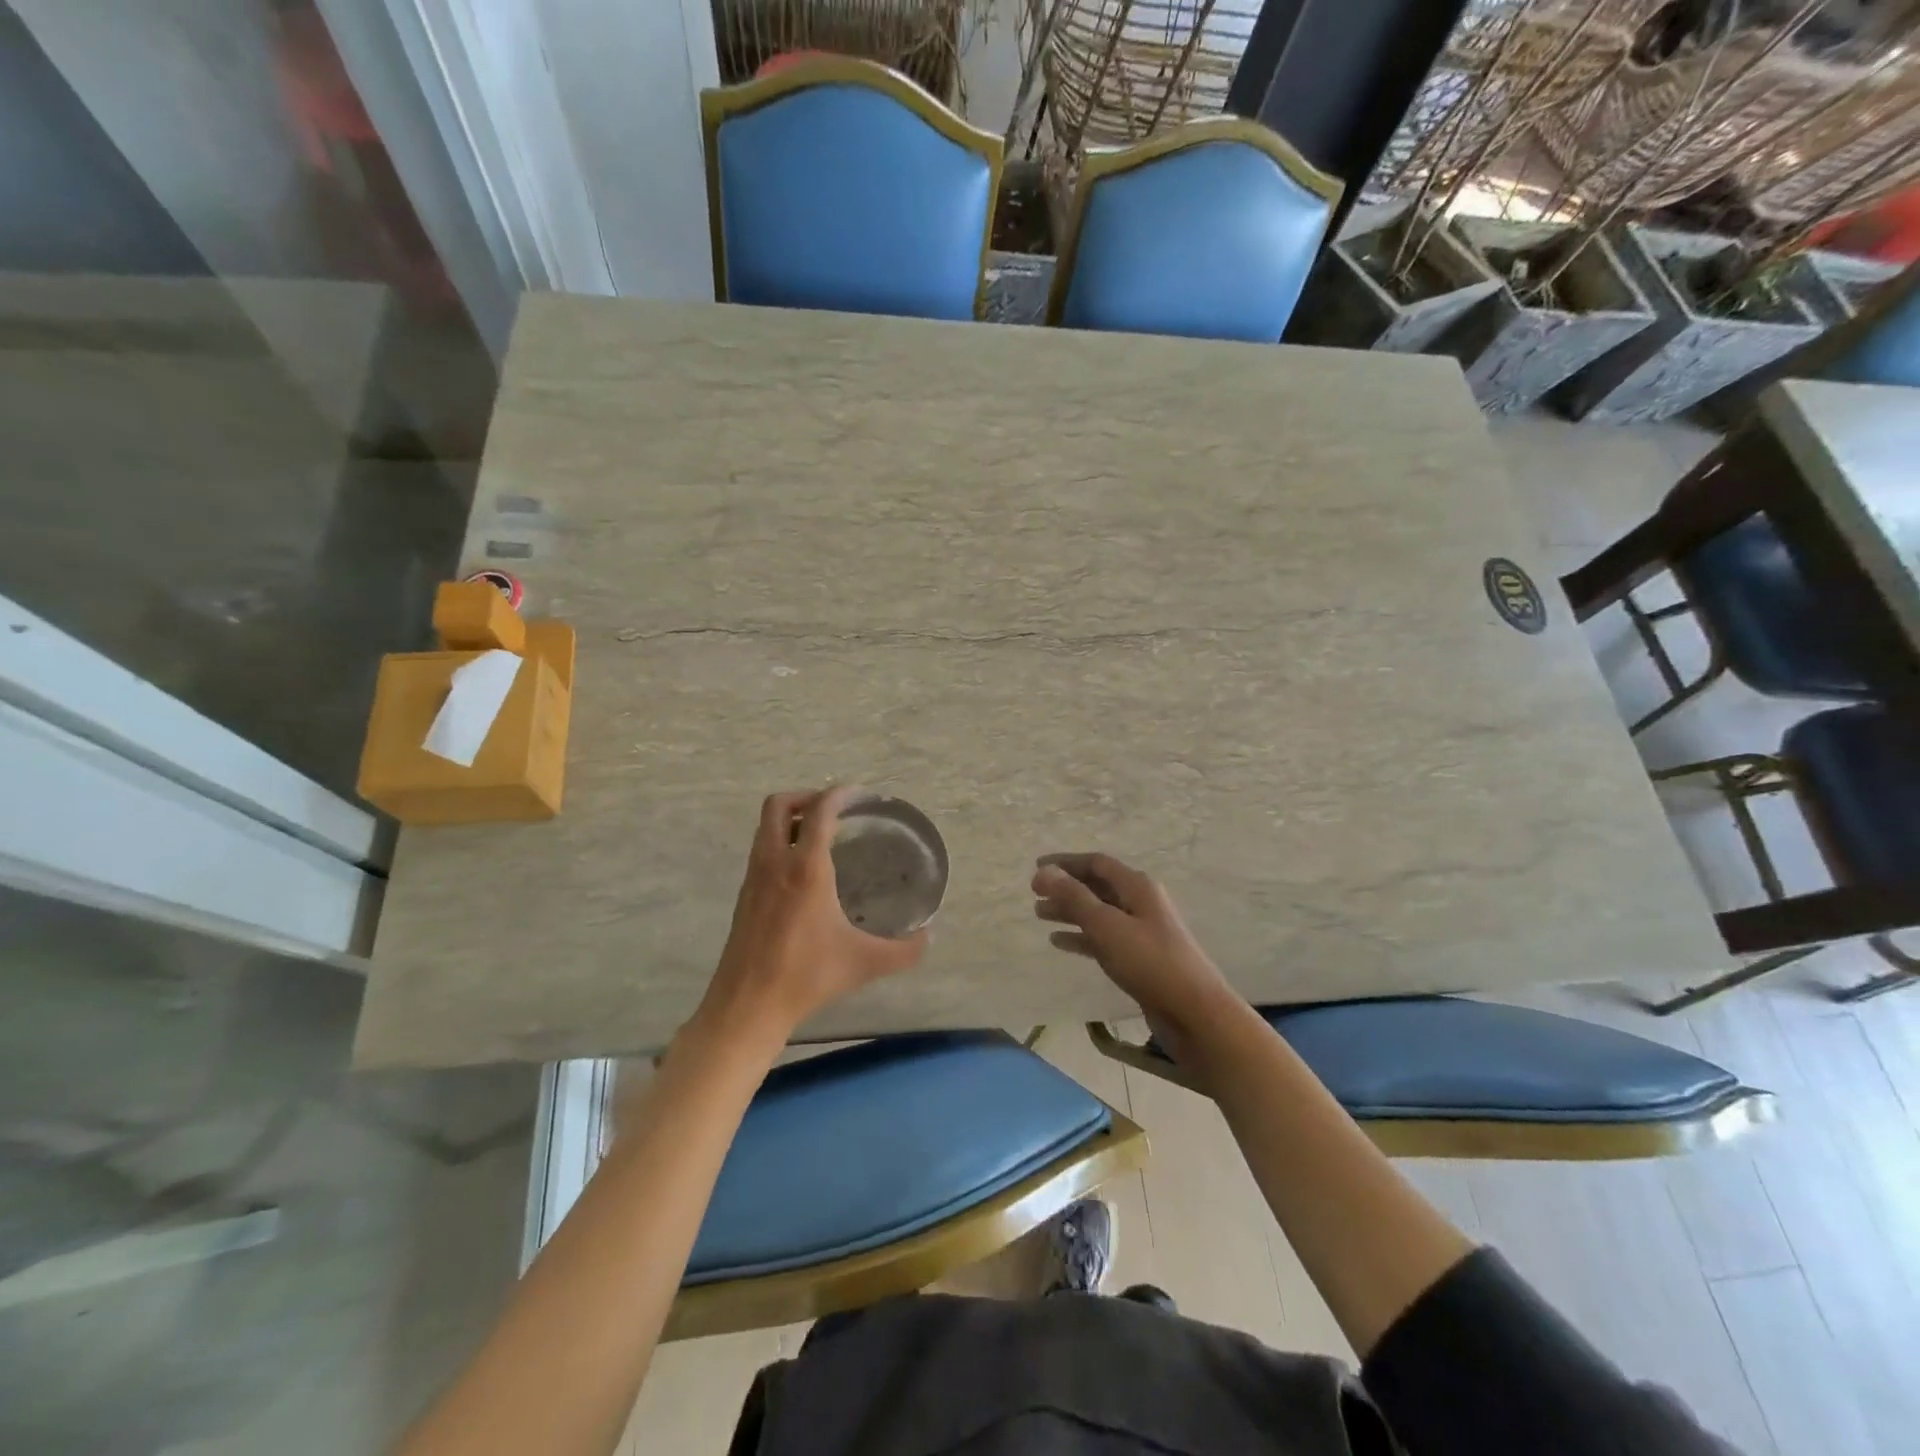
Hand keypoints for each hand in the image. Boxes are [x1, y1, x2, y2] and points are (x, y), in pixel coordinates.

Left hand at [695, 787, 928, 1049]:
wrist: (747, 1005)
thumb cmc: (806, 976)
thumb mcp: (864, 963)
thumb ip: (904, 950)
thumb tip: (929, 937)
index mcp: (806, 868)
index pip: (819, 811)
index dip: (840, 794)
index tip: (859, 796)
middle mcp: (775, 863)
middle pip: (778, 805)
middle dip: (806, 796)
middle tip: (834, 810)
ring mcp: (754, 878)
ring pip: (765, 827)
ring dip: (790, 819)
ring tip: (820, 834)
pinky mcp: (744, 896)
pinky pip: (761, 851)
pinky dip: (779, 843)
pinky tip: (802, 871)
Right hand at [1032, 852, 1239, 1060]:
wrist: (1194, 1013)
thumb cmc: (1150, 962)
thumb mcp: (1107, 926)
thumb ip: (1074, 898)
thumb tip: (1044, 871)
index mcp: (1137, 887)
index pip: (1096, 863)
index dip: (1064, 863)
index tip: (1035, 868)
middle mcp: (1140, 902)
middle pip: (1097, 886)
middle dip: (1065, 888)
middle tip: (1034, 894)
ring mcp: (1141, 931)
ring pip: (1098, 913)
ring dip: (1069, 912)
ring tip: (1040, 915)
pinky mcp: (1140, 958)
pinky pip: (1104, 939)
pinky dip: (1081, 937)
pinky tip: (1059, 942)